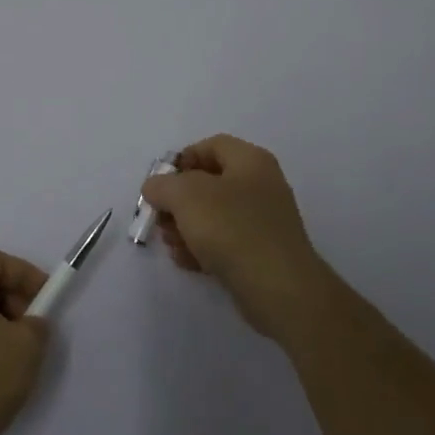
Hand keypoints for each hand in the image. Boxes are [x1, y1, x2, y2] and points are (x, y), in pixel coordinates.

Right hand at [142, 134, 335, 341]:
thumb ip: (163, 185)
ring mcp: (263, 221)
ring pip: (213, 215)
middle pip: (209, 183)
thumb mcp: (186, 196)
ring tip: (172, 245)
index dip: (182, 160)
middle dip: (178, 202)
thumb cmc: (232, 229)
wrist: (279, 288)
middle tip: (160, 220)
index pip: (211, 146)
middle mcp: (260, 185)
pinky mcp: (261, 253)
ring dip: (185, 228)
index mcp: (250, 161)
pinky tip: (188, 263)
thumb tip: (156, 187)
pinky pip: (225, 242)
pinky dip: (203, 249)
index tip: (161, 184)